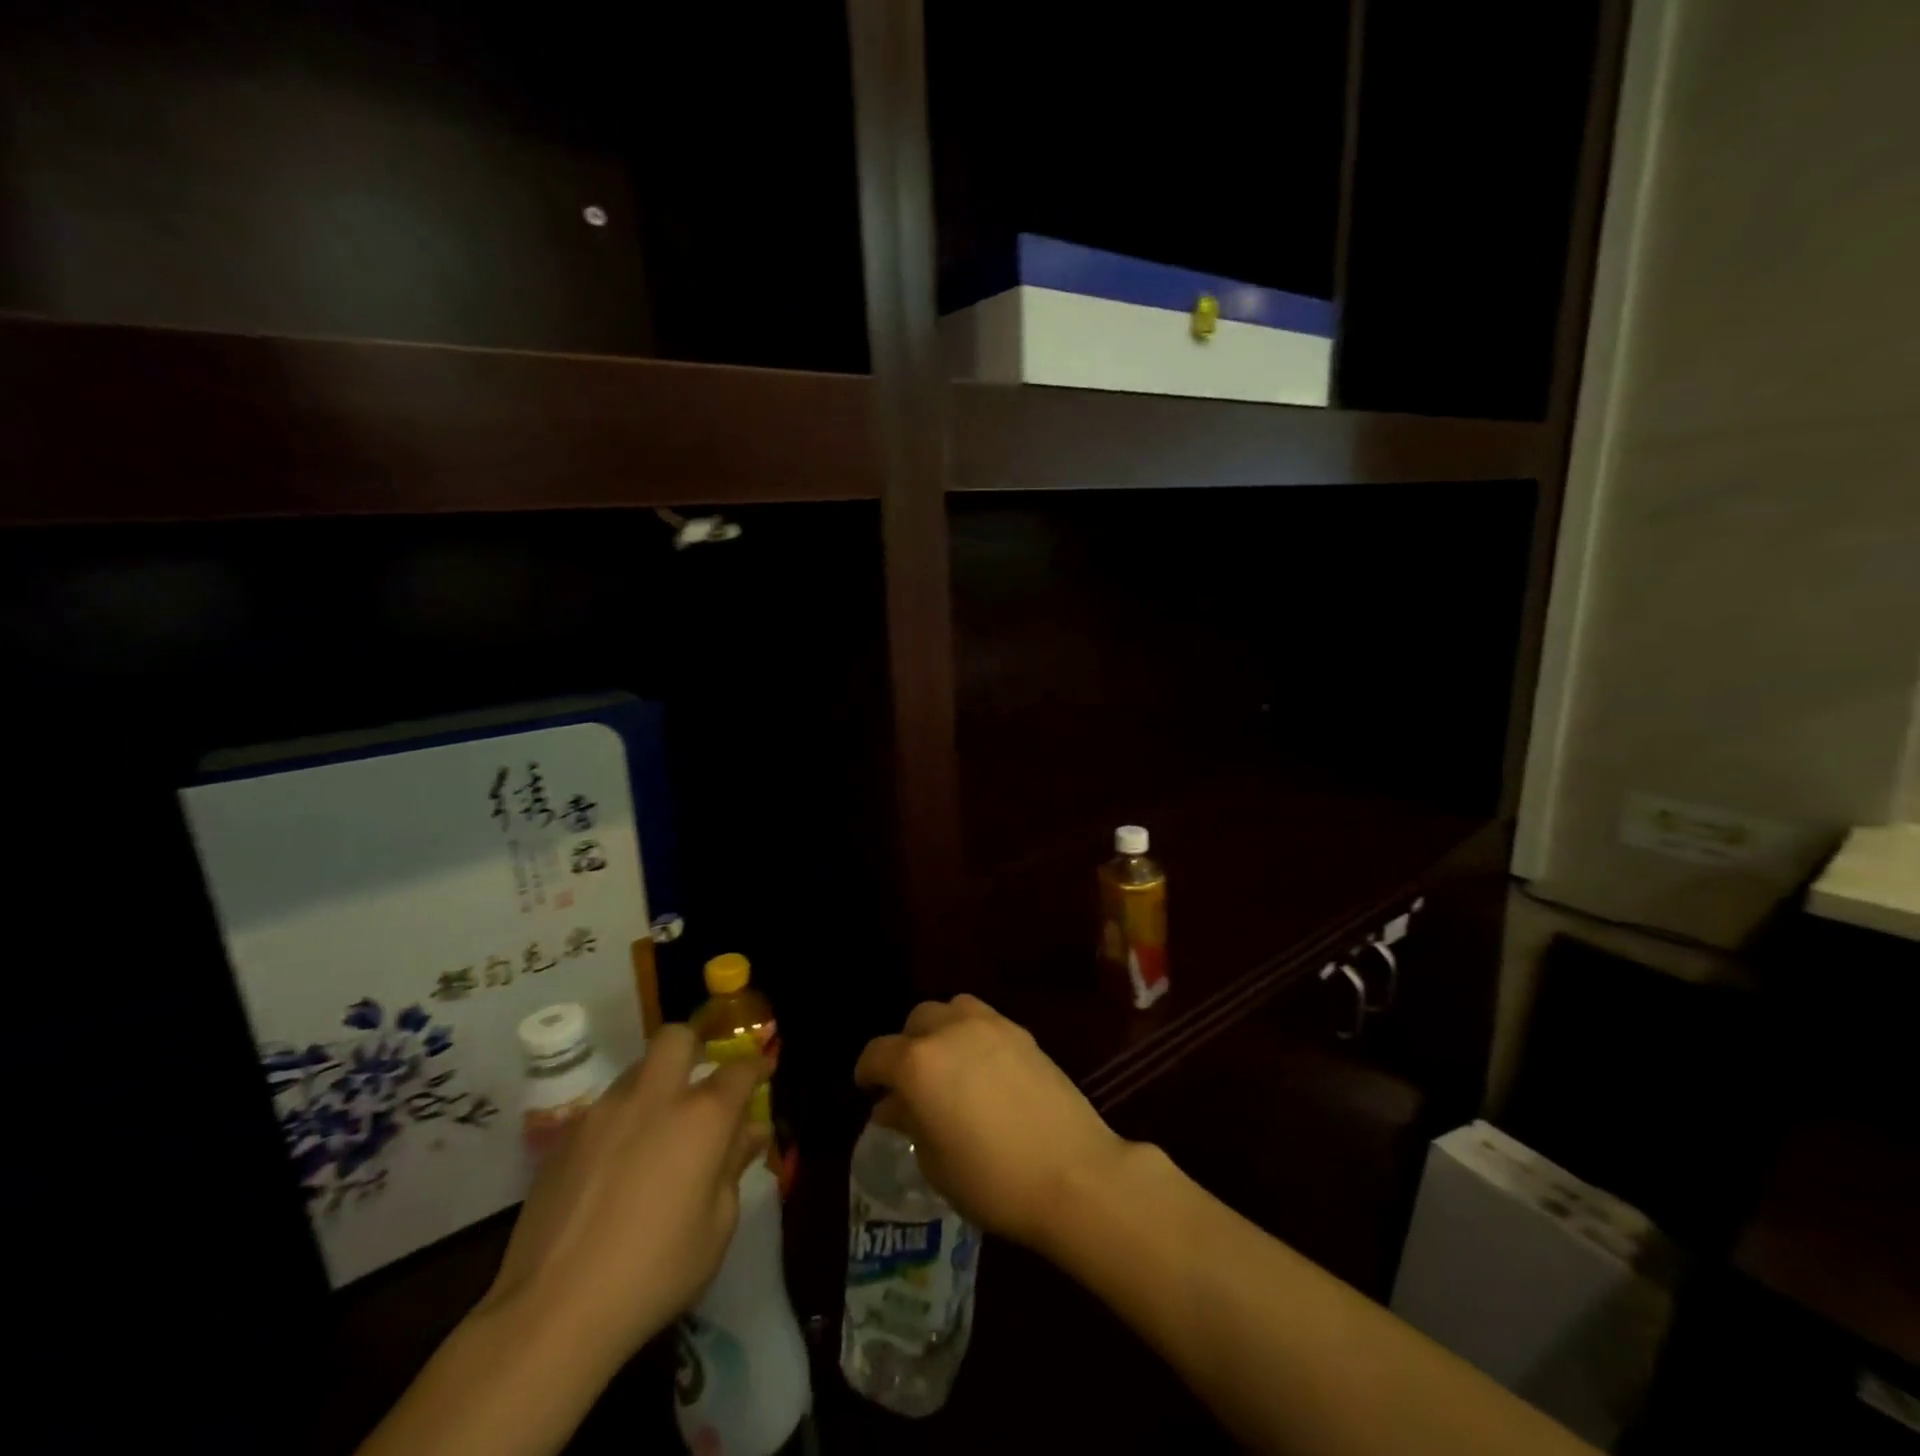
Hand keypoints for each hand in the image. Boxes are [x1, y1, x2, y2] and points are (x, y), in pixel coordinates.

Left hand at [475, 1025, 769, 1374]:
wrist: (552, 1312)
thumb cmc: (654, 1272)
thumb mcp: (716, 1227)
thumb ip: (734, 1168)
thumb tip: (750, 1133)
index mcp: (702, 1116)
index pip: (739, 1070)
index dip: (756, 1066)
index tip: (764, 1070)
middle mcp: (655, 1097)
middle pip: (677, 1038)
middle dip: (695, 1047)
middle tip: (700, 1081)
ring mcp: (604, 1112)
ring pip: (637, 1070)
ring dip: (656, 1084)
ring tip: (658, 1128)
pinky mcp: (565, 1137)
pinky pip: (604, 1108)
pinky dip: (621, 1120)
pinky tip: (618, 1164)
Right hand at [854, 995, 1126, 1251]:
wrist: (1072, 1172)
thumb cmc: (992, 1180)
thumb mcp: (936, 1162)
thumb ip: (910, 1122)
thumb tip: (892, 1106)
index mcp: (917, 1063)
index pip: (877, 1054)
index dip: (867, 1073)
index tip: (868, 1092)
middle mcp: (949, 1030)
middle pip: (915, 1021)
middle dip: (905, 1047)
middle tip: (910, 1082)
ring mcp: (990, 1025)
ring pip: (951, 1009)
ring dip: (940, 1030)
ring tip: (948, 1064)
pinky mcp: (1022, 1032)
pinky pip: (984, 1019)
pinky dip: (972, 1033)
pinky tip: (982, 1067)